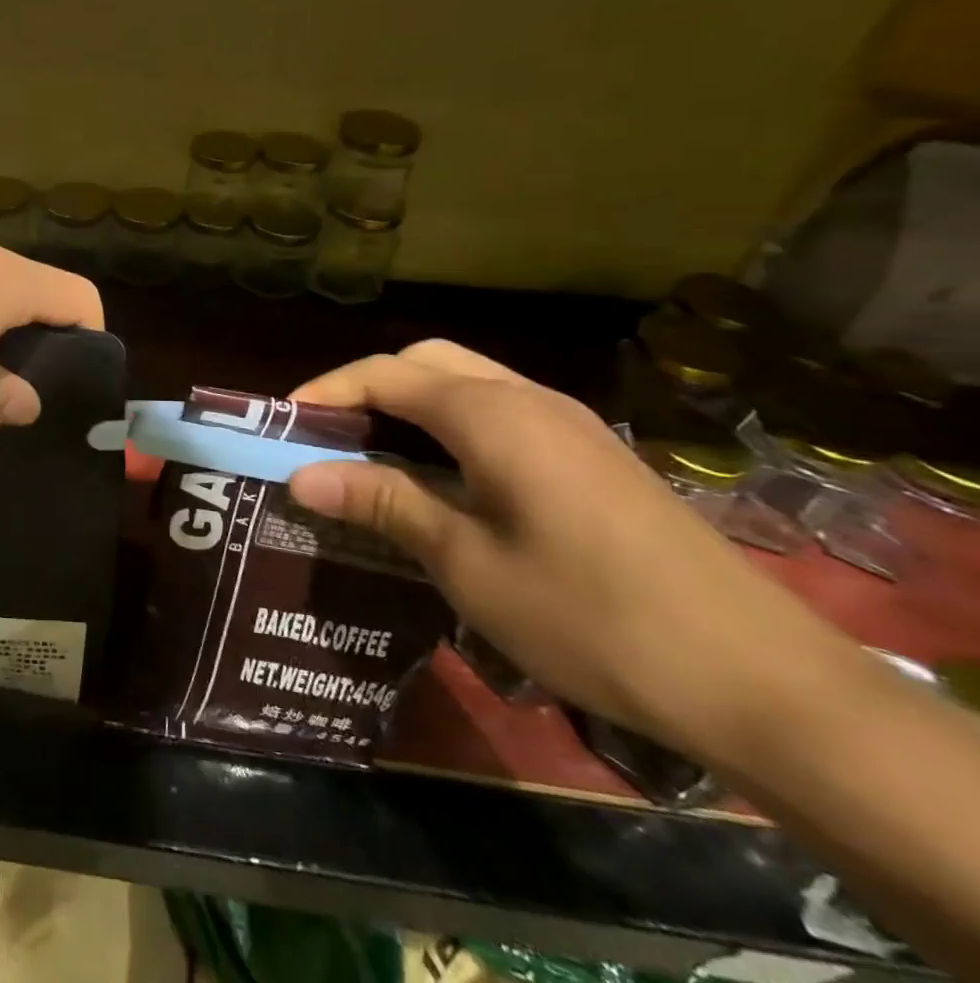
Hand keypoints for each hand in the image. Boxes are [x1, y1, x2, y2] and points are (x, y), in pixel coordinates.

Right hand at [286, 340, 843, 748]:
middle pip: (427, 362)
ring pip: (467, 384)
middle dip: (367, 387)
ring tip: (373, 456)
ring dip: (411, 405)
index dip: (326, 391)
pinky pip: (501, 414)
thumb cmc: (590, 615)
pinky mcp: (592, 457)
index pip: (385, 374)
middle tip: (328, 437)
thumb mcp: (467, 562)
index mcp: (491, 414)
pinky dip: (452, 426)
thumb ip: (384, 502)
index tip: (283, 425)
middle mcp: (528, 399)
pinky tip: (444, 479)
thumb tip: (301, 474)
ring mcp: (569, 425)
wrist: (760, 680)